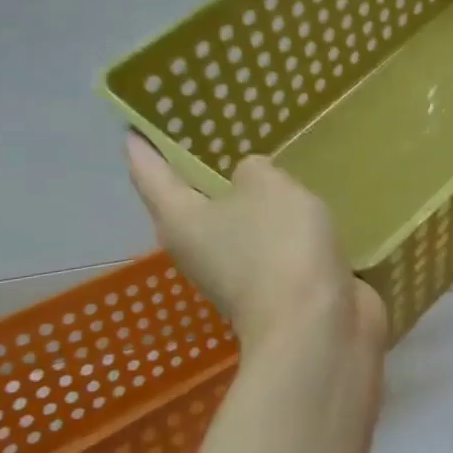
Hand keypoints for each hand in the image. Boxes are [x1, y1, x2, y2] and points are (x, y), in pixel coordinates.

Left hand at [124, 134, 386, 353]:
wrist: (317, 326)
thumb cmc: (278, 247)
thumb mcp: (267, 187)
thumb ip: (255, 171)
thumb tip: (251, 180)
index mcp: (181, 220)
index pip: (149, 174)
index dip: (142, 147)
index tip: (134, 126)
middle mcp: (200, 249)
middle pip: (191, 203)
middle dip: (200, 172)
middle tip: (214, 133)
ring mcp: (240, 273)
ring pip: (239, 225)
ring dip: (251, 201)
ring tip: (269, 164)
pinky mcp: (279, 287)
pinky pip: (276, 244)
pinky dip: (284, 225)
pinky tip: (306, 204)